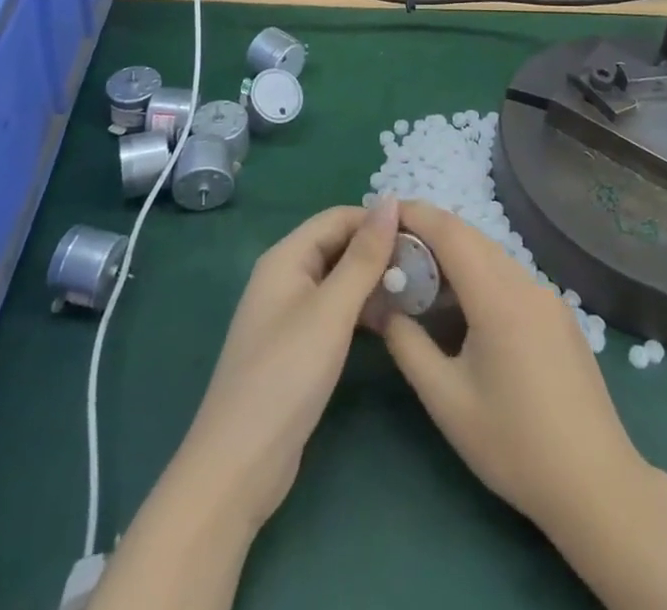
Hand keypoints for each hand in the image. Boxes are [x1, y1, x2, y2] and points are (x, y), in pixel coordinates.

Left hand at [177, 197, 400, 528]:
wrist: (239, 465)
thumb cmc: (286, 375)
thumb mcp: (331, 311)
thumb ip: (363, 256)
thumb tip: (390, 200)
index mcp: (286, 257)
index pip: (339, 218)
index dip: (379, 220)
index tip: (422, 233)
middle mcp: (285, 276)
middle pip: (339, 246)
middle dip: (379, 251)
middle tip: (427, 265)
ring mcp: (289, 313)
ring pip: (339, 280)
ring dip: (374, 282)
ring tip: (419, 292)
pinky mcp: (297, 347)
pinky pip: (335, 311)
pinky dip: (362, 310)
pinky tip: (391, 323)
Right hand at [379, 201, 648, 535]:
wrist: (596, 485)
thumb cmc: (514, 445)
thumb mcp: (447, 400)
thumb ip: (407, 345)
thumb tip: (381, 307)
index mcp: (498, 296)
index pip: (450, 231)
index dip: (414, 214)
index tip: (381, 211)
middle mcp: (526, 282)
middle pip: (471, 237)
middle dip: (429, 232)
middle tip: (391, 246)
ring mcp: (548, 296)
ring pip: (492, 255)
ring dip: (454, 254)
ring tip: (420, 277)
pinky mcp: (559, 314)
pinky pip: (510, 277)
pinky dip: (479, 274)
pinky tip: (463, 307)